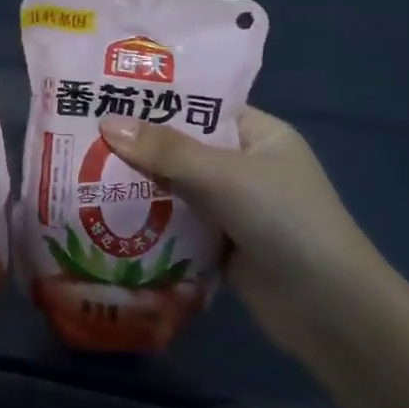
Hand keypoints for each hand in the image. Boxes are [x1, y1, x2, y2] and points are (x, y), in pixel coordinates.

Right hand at [100, 106, 390, 359]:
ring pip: (175, 187)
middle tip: (79, 135)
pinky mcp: (221, 243)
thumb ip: (166, 151)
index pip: (200, 106)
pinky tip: (104, 214)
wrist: (329, 311)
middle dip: (137, 146)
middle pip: (182, 147)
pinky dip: (148, 220)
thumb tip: (107, 123)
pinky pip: (176, 222)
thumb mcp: (224, 176)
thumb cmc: (285, 222)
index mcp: (258, 135)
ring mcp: (233, 207)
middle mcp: (245, 165)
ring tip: (80, 170)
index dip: (156, 101)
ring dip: (138, 185)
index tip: (105, 96)